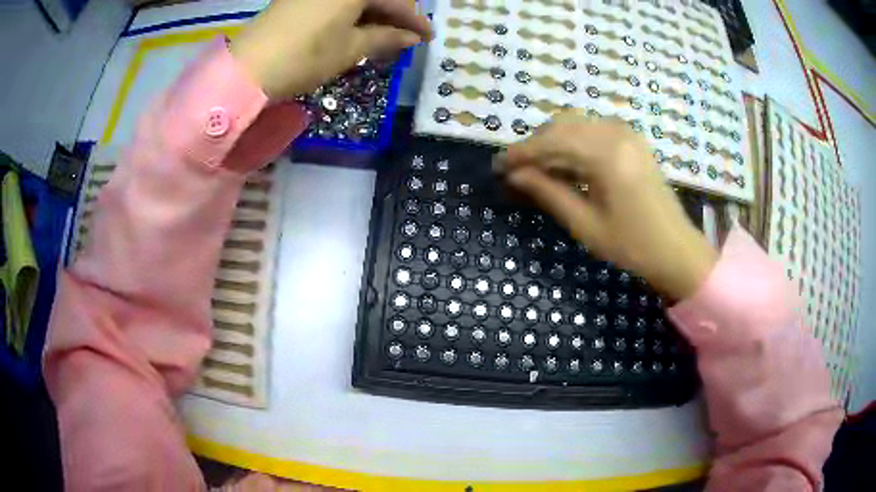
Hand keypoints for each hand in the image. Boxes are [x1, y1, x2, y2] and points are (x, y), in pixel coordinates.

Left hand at [230, 0, 431, 98]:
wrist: (248, 69)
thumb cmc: (305, 56)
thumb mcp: (350, 48)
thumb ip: (385, 38)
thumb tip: (411, 38)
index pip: (395, 0)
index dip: (414, 20)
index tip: (428, 37)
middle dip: (393, 16)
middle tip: (407, 38)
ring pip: (355, 1)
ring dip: (373, 17)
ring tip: (385, 39)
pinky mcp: (298, 0)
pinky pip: (336, 3)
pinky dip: (351, 16)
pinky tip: (358, 31)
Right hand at [498, 111, 717, 300]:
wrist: (676, 249)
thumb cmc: (632, 245)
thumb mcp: (585, 224)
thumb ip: (548, 193)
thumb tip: (515, 175)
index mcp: (606, 155)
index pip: (551, 142)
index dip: (521, 153)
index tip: (497, 166)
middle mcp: (616, 133)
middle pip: (562, 126)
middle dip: (535, 146)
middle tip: (517, 171)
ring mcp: (627, 133)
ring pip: (576, 125)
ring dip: (553, 143)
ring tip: (538, 170)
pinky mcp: (632, 139)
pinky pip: (592, 130)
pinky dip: (573, 142)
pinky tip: (566, 165)